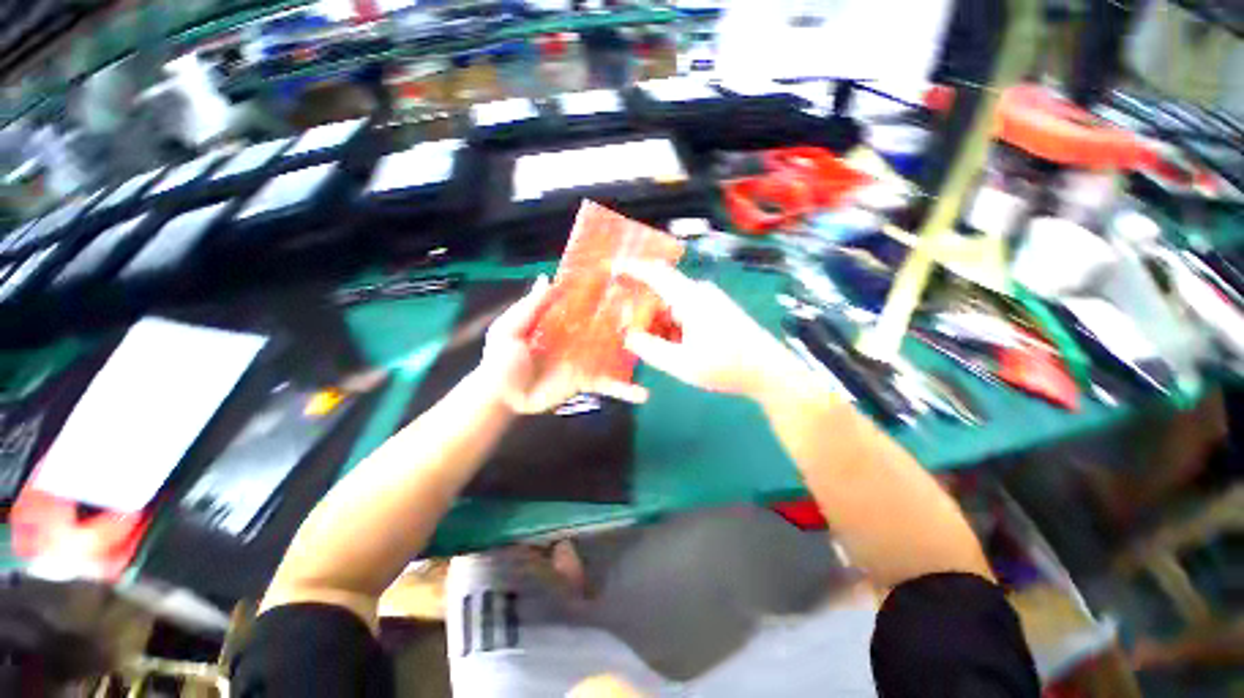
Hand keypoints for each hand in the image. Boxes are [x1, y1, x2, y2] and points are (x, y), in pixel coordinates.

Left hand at [479, 276, 647, 413]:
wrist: (503, 397)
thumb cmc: (502, 359)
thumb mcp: (510, 329)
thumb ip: (530, 307)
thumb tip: (547, 278)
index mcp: (560, 320)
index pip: (584, 302)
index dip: (600, 291)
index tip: (624, 279)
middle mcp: (577, 336)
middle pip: (605, 325)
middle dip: (627, 318)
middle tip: (655, 310)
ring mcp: (585, 358)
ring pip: (613, 352)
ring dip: (634, 351)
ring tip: (660, 345)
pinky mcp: (586, 380)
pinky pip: (608, 383)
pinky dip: (624, 389)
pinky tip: (644, 394)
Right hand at [618, 262, 805, 402]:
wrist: (769, 372)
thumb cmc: (727, 367)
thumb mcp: (682, 363)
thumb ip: (650, 349)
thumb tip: (629, 336)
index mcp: (691, 299)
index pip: (656, 273)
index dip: (632, 268)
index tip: (611, 268)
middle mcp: (699, 294)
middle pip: (660, 294)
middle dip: (641, 311)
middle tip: (626, 332)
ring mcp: (708, 303)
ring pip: (671, 307)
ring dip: (656, 323)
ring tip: (647, 346)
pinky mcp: (713, 313)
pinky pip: (683, 315)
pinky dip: (670, 328)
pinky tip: (669, 347)